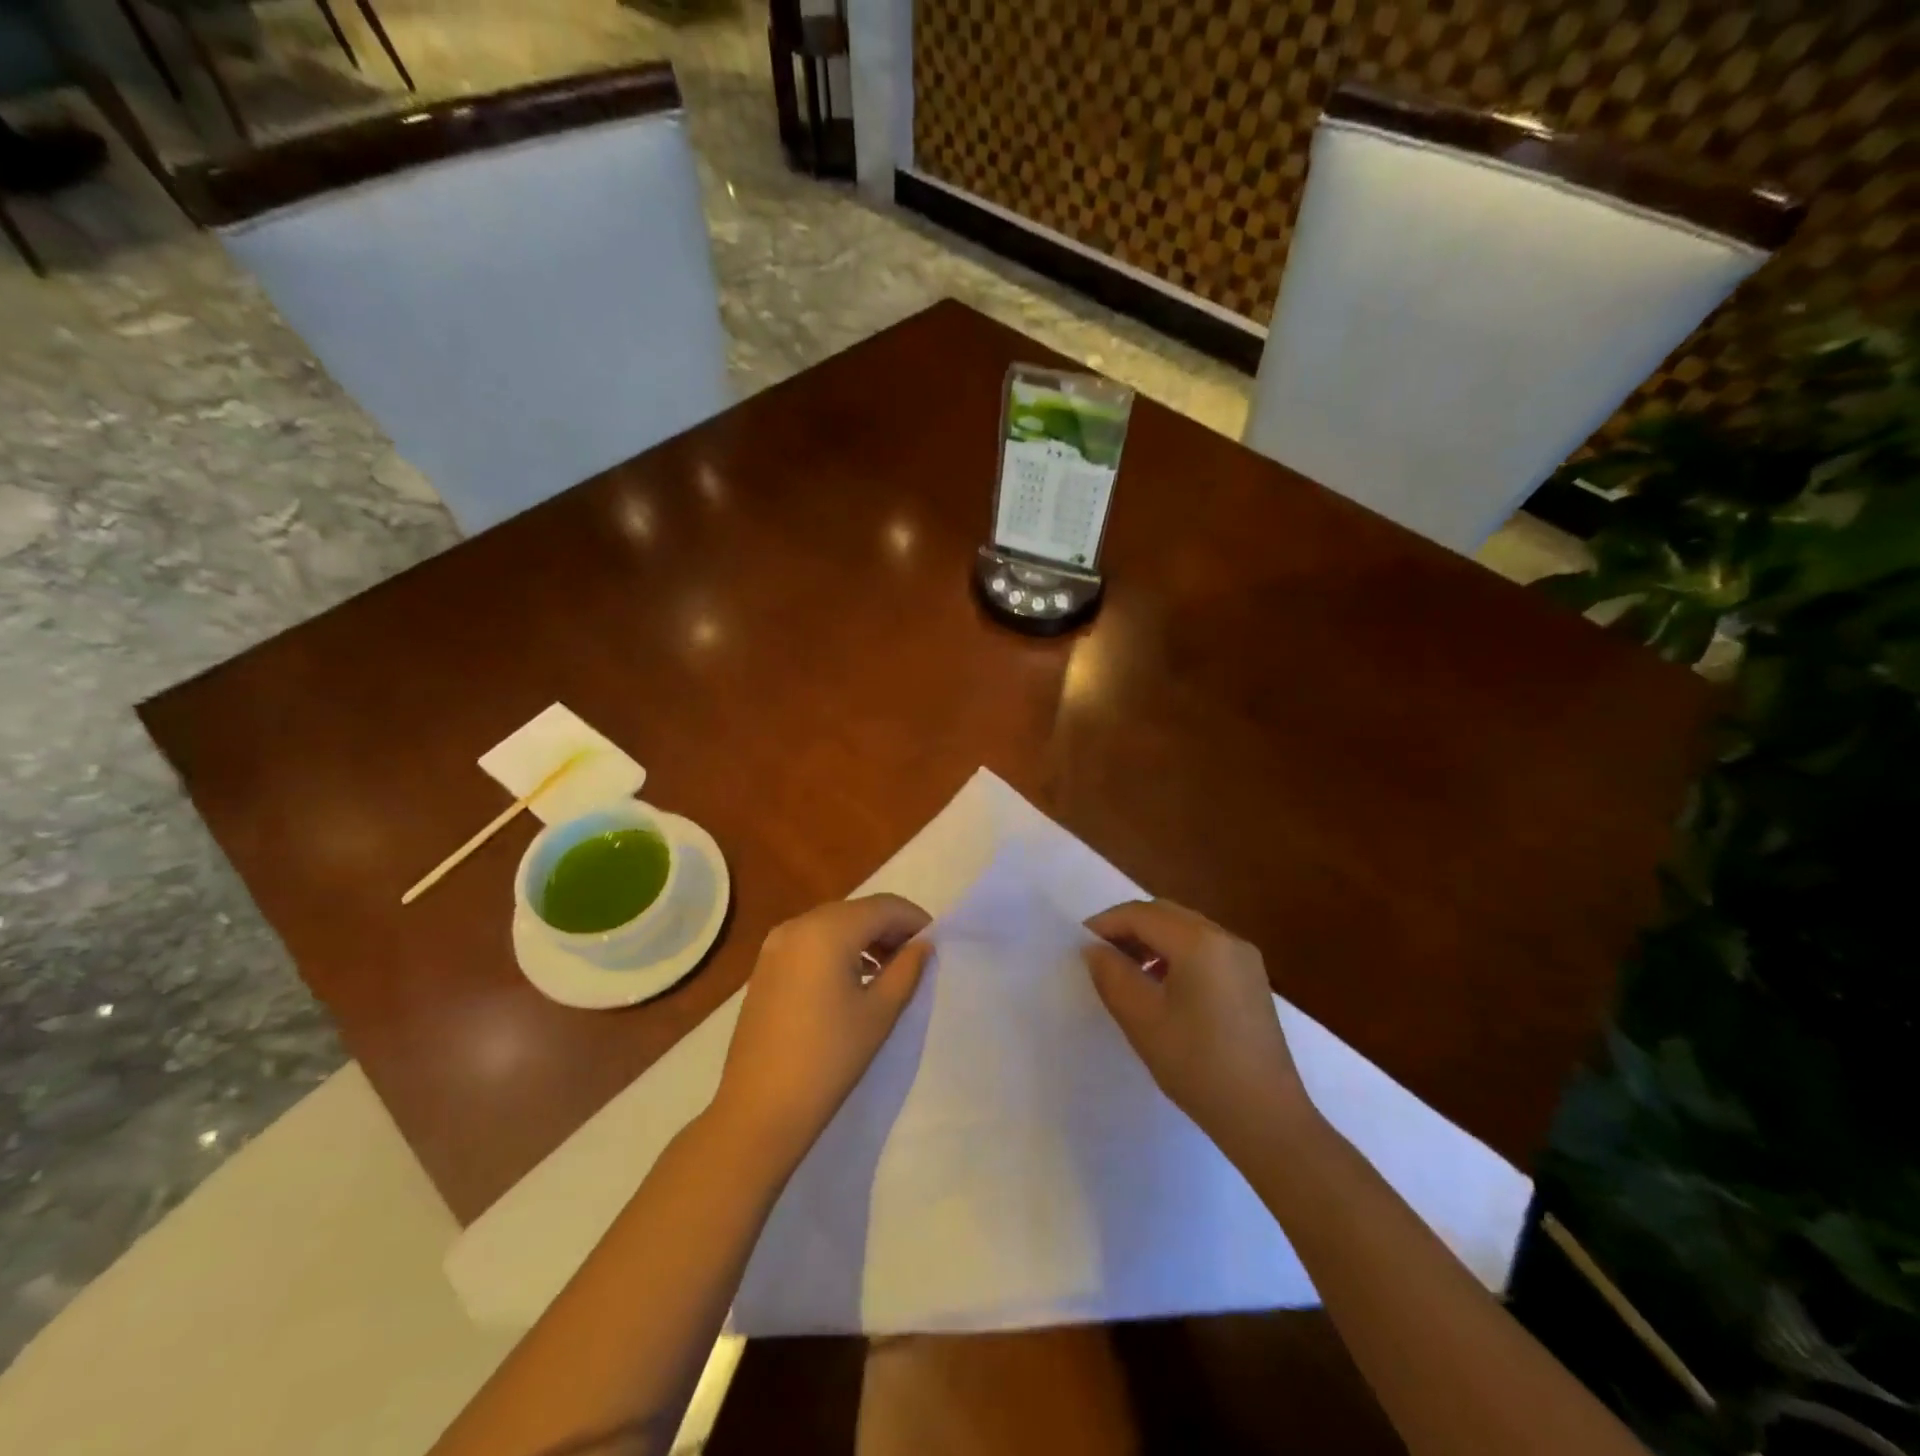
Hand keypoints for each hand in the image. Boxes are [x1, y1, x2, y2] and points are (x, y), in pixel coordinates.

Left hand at [713, 894, 931, 1171]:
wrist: (759, 1110)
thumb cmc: (829, 1059)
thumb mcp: (879, 1013)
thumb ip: (907, 969)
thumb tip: (922, 945)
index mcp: (828, 930)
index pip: (884, 906)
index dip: (914, 919)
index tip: (936, 944)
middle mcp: (798, 925)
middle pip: (857, 911)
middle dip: (890, 928)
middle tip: (916, 957)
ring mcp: (776, 945)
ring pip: (833, 924)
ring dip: (864, 938)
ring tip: (889, 971)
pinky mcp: (765, 967)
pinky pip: (811, 942)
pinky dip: (838, 949)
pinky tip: (854, 979)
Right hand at [1082, 899, 1314, 1157]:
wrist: (1265, 1117)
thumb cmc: (1197, 1065)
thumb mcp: (1142, 1019)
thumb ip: (1112, 975)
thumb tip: (1095, 949)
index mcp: (1199, 942)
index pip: (1141, 914)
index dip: (1106, 924)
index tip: (1080, 945)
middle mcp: (1225, 938)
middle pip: (1166, 914)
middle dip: (1128, 928)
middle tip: (1100, 955)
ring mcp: (1243, 957)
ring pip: (1185, 929)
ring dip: (1151, 940)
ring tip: (1126, 970)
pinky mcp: (1251, 979)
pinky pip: (1204, 948)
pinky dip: (1175, 953)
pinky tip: (1161, 985)